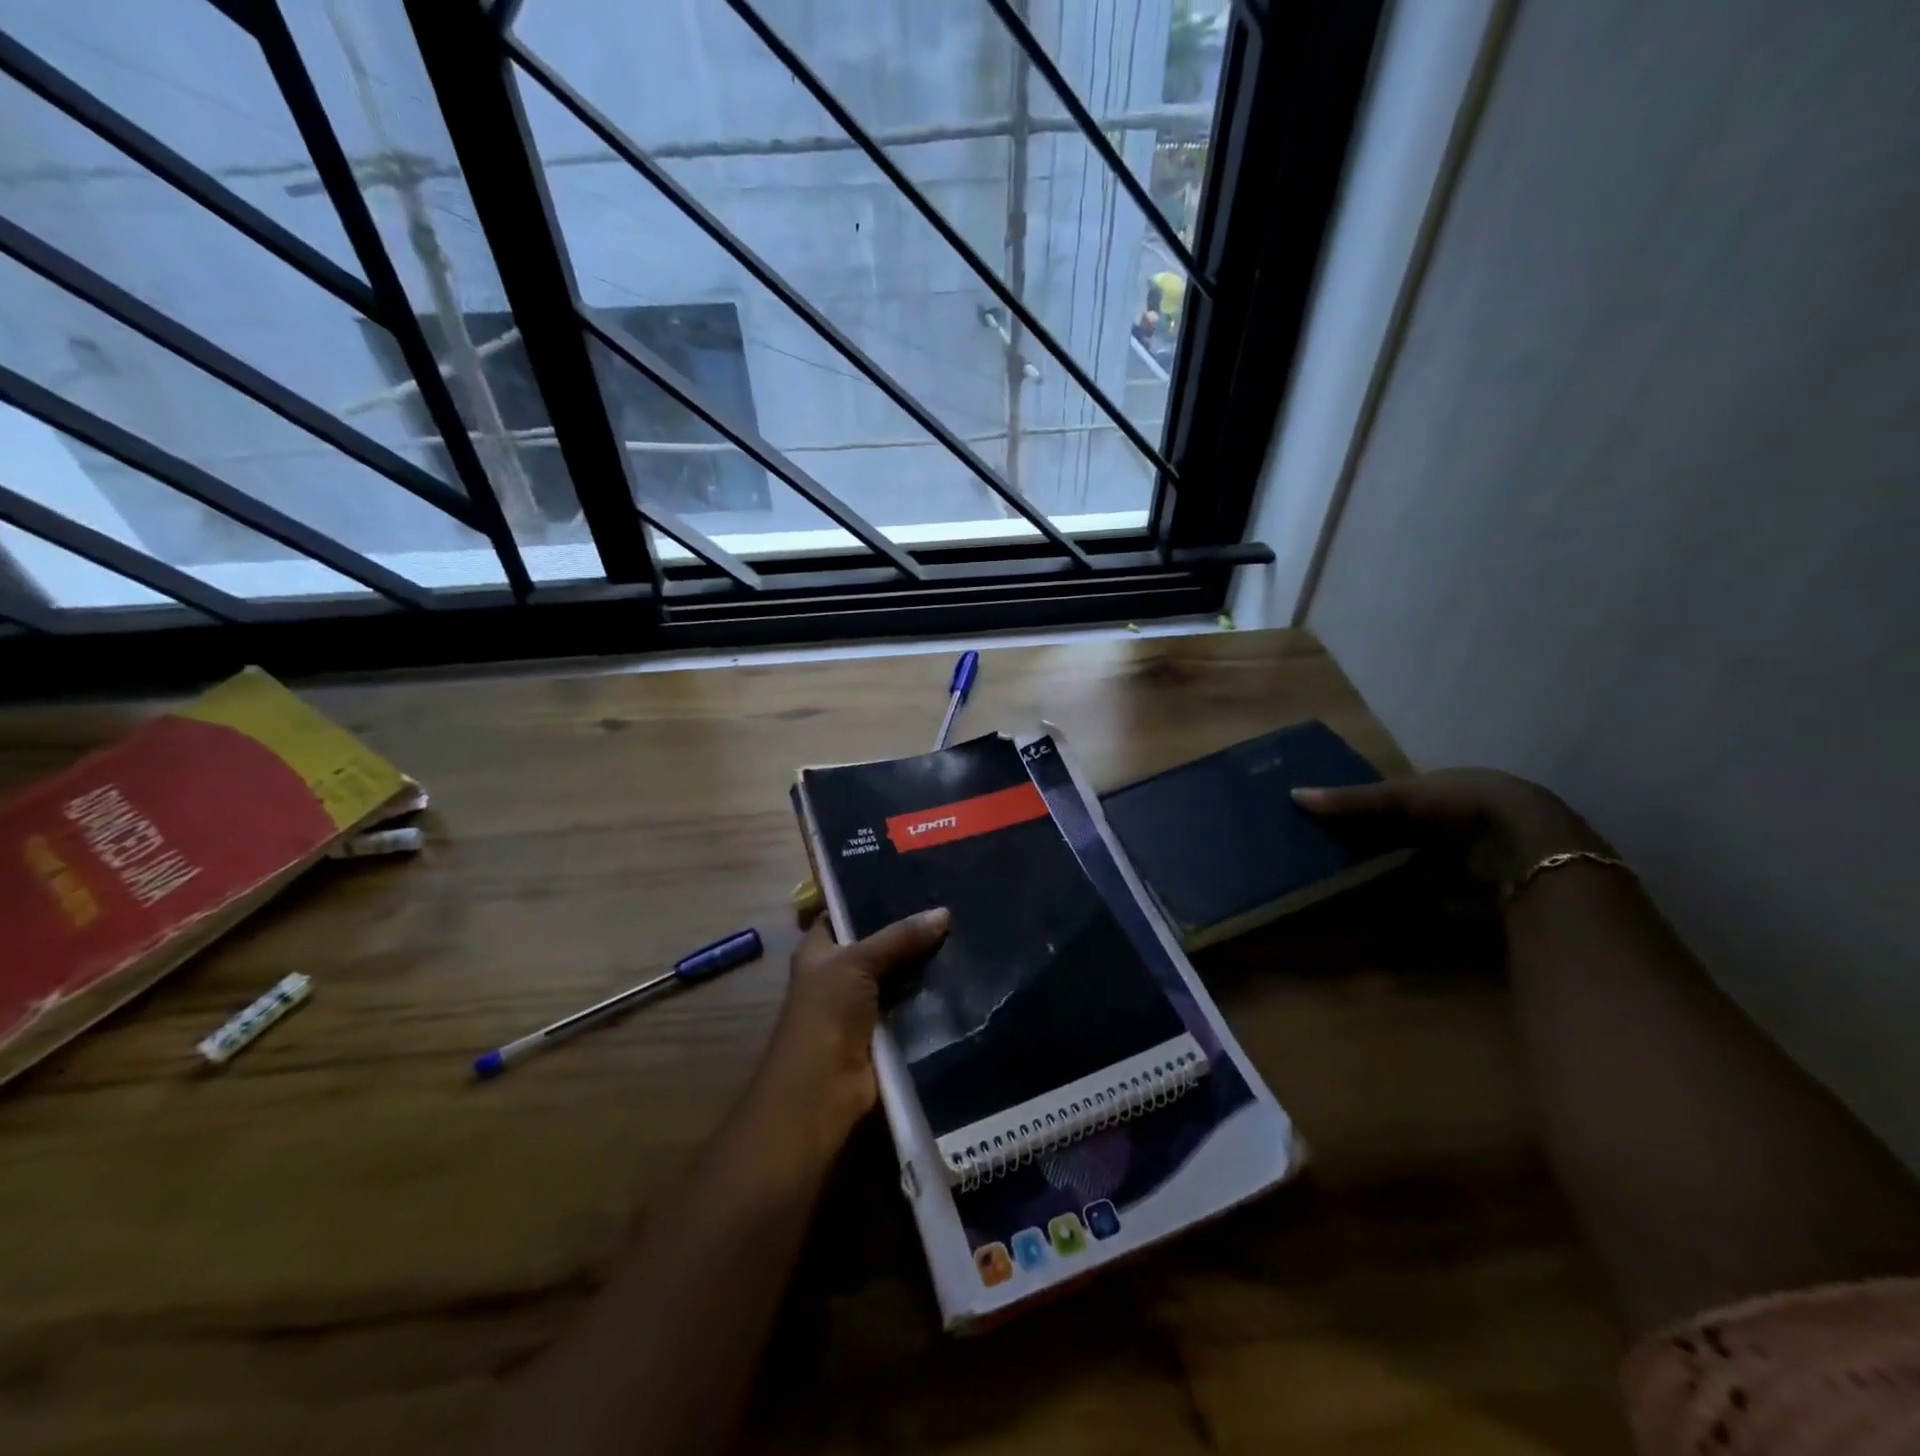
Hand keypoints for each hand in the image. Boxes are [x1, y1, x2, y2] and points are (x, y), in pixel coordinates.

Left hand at [756, 908, 950, 1153]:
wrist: (823, 1092)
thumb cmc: (826, 1014)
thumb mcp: (857, 962)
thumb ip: (899, 936)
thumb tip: (944, 912)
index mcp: (819, 950)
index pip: (846, 912)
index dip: (873, 895)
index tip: (913, 877)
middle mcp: (839, 974)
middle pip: (880, 943)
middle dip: (910, 929)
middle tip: (950, 903)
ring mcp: (864, 1005)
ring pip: (901, 973)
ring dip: (926, 962)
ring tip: (966, 932)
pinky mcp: (887, 1032)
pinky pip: (914, 1004)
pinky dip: (934, 994)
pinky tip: (965, 973)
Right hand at [1292, 768, 1608, 888]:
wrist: (1531, 844)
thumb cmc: (1462, 806)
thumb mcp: (1401, 797)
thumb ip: (1353, 801)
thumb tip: (1293, 794)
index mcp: (1454, 786)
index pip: (1409, 796)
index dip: (1379, 807)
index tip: (1346, 822)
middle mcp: (1474, 815)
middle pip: (1423, 831)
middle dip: (1393, 842)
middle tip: (1351, 855)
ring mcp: (1489, 852)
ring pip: (1439, 862)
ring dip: (1411, 873)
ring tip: (1370, 886)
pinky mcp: (1496, 885)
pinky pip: (1454, 892)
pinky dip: (1430, 900)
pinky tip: (1406, 909)